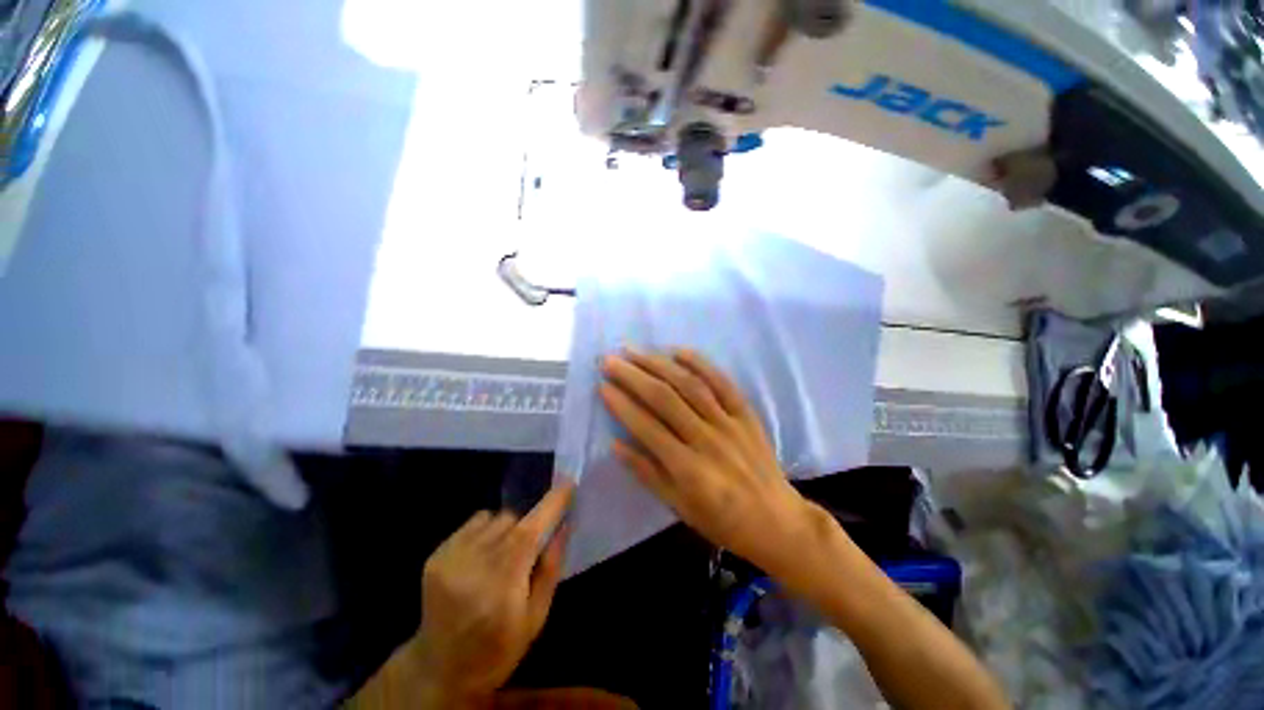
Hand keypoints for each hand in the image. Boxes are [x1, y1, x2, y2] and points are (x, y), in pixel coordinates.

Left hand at [413, 485, 572, 706]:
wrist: (440, 670)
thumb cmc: (498, 649)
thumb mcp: (536, 617)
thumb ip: (551, 568)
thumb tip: (563, 526)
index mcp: (501, 586)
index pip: (530, 532)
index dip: (551, 504)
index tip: (568, 484)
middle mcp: (473, 565)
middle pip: (513, 520)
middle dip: (527, 528)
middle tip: (526, 554)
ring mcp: (450, 558)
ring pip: (494, 518)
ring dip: (505, 529)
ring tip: (501, 557)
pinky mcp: (435, 556)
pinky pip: (473, 523)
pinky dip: (485, 531)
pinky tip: (481, 557)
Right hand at [599, 350, 829, 584]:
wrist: (776, 520)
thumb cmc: (722, 520)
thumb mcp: (679, 507)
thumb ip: (647, 474)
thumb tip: (615, 445)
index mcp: (688, 468)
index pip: (646, 427)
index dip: (621, 405)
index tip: (602, 385)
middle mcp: (706, 439)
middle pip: (664, 399)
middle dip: (633, 376)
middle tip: (611, 359)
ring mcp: (729, 423)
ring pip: (689, 385)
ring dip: (659, 364)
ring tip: (635, 350)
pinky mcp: (746, 414)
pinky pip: (723, 383)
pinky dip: (701, 364)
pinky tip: (679, 351)